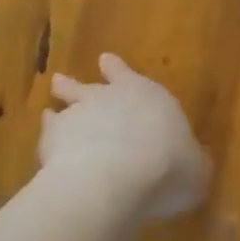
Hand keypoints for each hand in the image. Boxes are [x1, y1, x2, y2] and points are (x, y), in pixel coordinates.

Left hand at [39, 53, 210, 223]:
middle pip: (89, 86)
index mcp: (146, 94)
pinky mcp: (52, 141)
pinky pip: (47, 134)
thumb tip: (196, 162)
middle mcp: (109, 98)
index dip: (117, 70)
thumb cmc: (167, 167)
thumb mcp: (195, 169)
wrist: (116, 179)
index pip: (127, 74)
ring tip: (48, 110)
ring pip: (64, 104)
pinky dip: (46, 138)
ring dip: (58, 107)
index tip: (105, 60)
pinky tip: (43, 146)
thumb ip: (192, 162)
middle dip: (77, 84)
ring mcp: (77, 116)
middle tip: (62, 80)